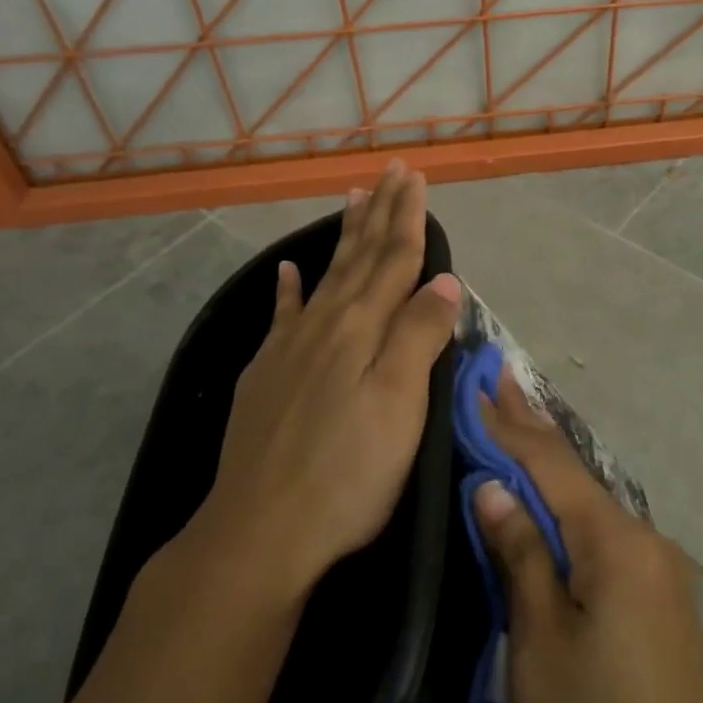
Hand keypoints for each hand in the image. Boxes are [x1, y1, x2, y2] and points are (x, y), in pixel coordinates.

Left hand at [197, 159, 462, 595]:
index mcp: (362, 328)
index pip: (393, 259)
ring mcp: (289, 348)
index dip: (408, 218)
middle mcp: (325, 324)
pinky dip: (287, 289)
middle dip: (379, 211)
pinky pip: (281, 316)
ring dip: (342, 236)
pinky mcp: (265, 376)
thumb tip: (443, 280)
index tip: (415, 178)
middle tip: (390, 171)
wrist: (259, 532)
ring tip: (351, 198)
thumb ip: (420, 336)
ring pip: (324, 275)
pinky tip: (287, 271)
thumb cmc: (347, 472)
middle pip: (358, 256)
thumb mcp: (400, 404)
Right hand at [472, 377, 702, 702]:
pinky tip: (551, 498)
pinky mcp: (660, 601)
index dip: (509, 423)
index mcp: (618, 542)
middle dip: (533, 426)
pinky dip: (569, 507)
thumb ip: (521, 555)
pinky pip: (604, 534)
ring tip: (517, 421)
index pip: (550, 465)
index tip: (480, 378)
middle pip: (576, 474)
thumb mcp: (540, 644)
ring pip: (590, 504)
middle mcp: (646, 540)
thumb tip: (494, 486)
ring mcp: (659, 571)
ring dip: (549, 466)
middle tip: (502, 375)